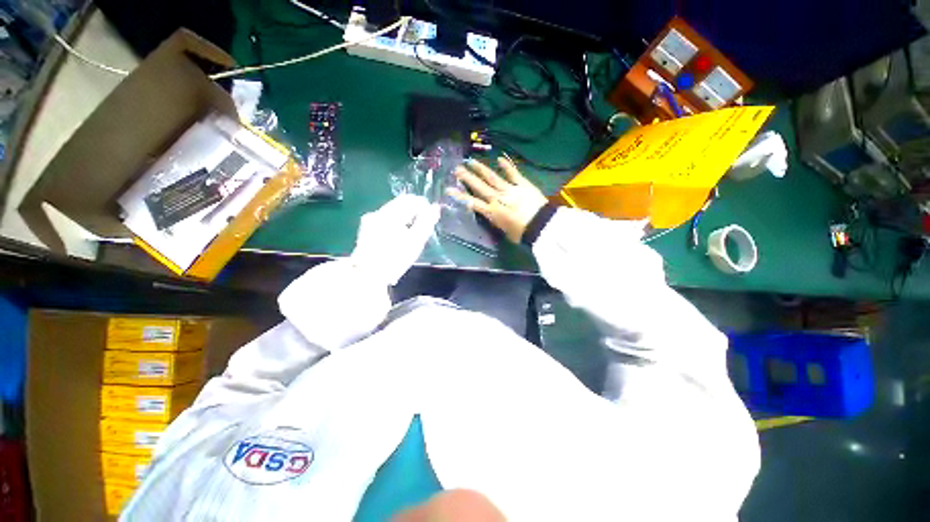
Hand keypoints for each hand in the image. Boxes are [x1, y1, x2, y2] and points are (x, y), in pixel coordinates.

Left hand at [350, 194, 439, 284]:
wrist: (368, 275)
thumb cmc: (395, 260)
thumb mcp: (415, 242)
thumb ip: (426, 222)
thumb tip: (435, 207)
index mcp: (391, 215)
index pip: (412, 200)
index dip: (424, 207)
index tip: (430, 219)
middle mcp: (379, 212)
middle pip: (401, 203)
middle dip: (415, 211)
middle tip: (422, 226)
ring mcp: (371, 219)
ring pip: (394, 209)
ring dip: (405, 216)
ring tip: (411, 233)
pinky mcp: (367, 226)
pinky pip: (386, 217)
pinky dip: (396, 222)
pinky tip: (398, 236)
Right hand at [448, 158, 548, 242]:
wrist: (541, 226)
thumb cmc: (522, 234)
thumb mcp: (505, 232)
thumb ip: (497, 221)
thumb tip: (493, 215)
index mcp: (492, 212)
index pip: (472, 202)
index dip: (459, 196)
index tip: (448, 189)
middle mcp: (498, 198)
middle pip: (480, 186)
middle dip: (467, 177)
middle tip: (457, 169)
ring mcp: (510, 189)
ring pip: (492, 177)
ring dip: (481, 169)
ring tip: (471, 161)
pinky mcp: (523, 184)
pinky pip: (513, 173)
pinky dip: (506, 166)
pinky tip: (499, 159)